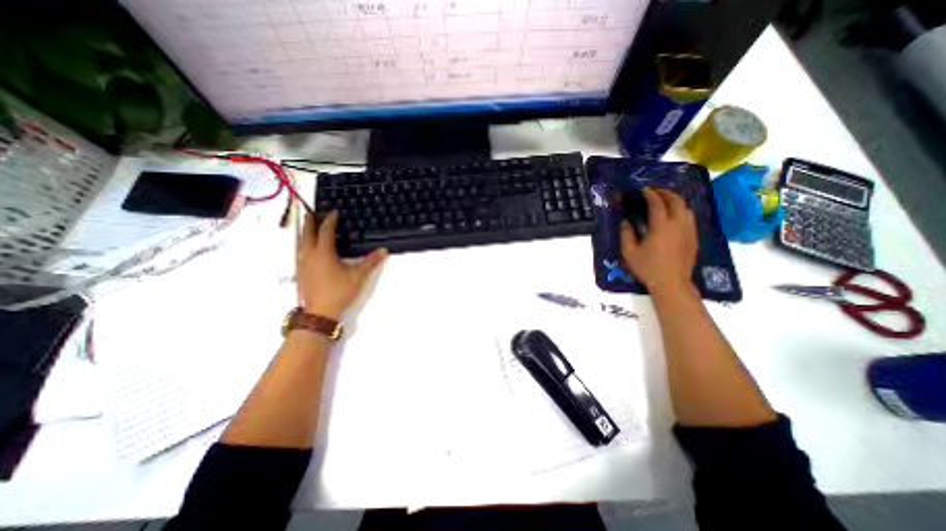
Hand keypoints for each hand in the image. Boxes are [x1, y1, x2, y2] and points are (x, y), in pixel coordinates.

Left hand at [294, 212, 382, 318]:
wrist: (320, 312)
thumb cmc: (339, 291)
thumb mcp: (358, 276)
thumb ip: (371, 262)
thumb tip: (383, 251)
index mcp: (324, 252)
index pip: (326, 231)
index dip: (330, 220)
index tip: (334, 212)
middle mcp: (310, 255)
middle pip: (307, 234)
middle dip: (310, 222)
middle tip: (311, 213)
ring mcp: (302, 264)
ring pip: (301, 243)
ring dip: (305, 233)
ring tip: (308, 228)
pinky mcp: (300, 273)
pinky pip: (300, 253)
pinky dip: (303, 245)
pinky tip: (307, 250)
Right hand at [622, 187, 701, 293]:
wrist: (672, 283)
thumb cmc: (647, 268)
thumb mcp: (629, 253)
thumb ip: (626, 234)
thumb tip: (625, 222)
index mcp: (661, 227)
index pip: (657, 204)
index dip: (650, 194)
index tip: (644, 190)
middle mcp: (678, 225)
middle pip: (676, 201)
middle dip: (666, 193)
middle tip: (655, 192)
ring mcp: (689, 231)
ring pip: (686, 208)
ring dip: (676, 200)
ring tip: (665, 201)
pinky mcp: (694, 237)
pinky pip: (690, 217)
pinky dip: (682, 210)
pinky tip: (674, 216)